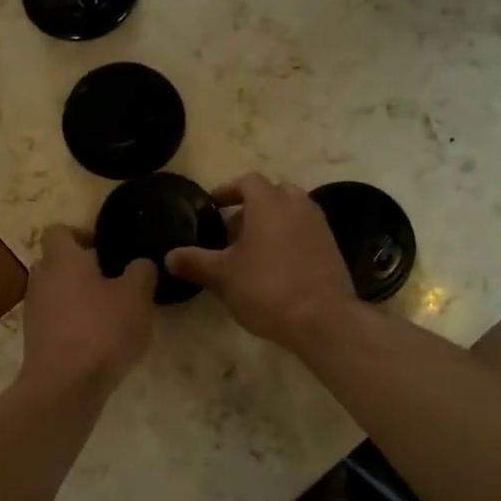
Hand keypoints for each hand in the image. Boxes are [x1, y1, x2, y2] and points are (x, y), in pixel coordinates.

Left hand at [19, 226, 156, 399]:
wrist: (64, 386)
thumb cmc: (102, 330)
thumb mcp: (137, 296)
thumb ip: (141, 271)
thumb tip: (139, 263)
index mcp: (62, 259)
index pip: (59, 231)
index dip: (81, 235)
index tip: (107, 250)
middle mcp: (41, 279)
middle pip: (56, 262)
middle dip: (81, 269)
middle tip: (112, 282)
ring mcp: (33, 311)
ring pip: (55, 293)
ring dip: (77, 299)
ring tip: (108, 315)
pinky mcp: (34, 340)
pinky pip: (54, 320)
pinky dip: (71, 324)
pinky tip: (96, 341)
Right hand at [165, 174, 357, 351]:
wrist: (322, 319)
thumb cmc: (267, 288)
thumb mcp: (222, 277)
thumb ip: (194, 262)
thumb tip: (169, 257)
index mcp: (270, 203)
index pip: (248, 181)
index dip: (228, 190)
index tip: (214, 205)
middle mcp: (298, 206)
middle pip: (274, 193)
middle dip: (252, 207)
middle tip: (233, 231)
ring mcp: (319, 227)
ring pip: (292, 212)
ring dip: (272, 223)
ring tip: (253, 251)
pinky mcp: (332, 249)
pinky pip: (305, 233)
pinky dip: (289, 239)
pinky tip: (276, 268)